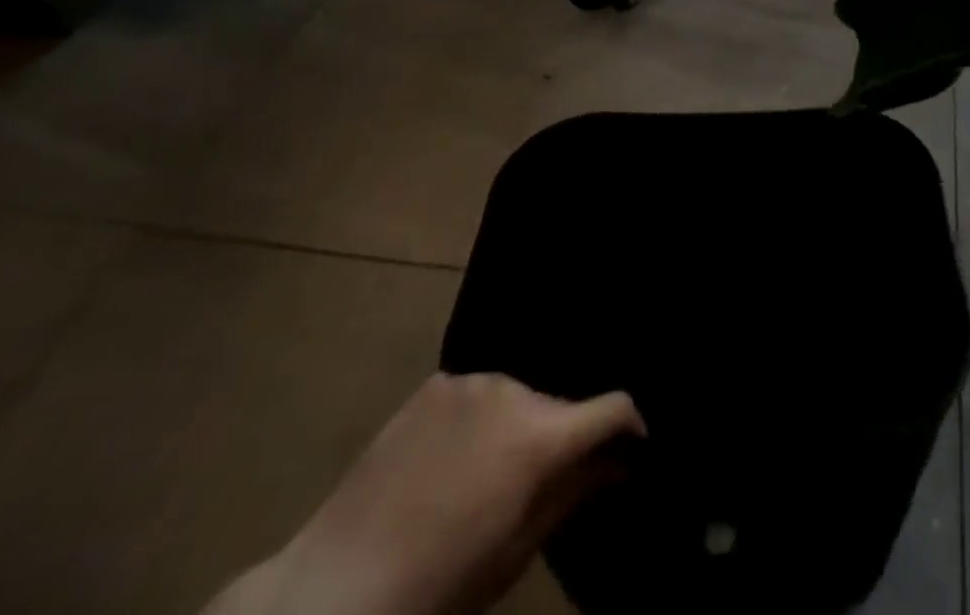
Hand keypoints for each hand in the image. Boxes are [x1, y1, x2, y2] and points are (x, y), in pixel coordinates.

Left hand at [207, 374, 643, 614]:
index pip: (613, 407)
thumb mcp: (517, 551)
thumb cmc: (441, 583)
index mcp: (540, 434)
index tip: (632, 444)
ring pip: (519, 396)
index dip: (630, 425)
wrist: (336, 586)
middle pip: (559, 405)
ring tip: (491, 471)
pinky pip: (477, 394)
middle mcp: (514, 390)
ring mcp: (471, 381)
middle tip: (544, 479)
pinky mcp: (435, 384)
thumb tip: (620, 461)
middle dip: (563, 435)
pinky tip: (454, 458)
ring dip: (519, 425)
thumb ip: (575, 492)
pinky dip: (480, 418)